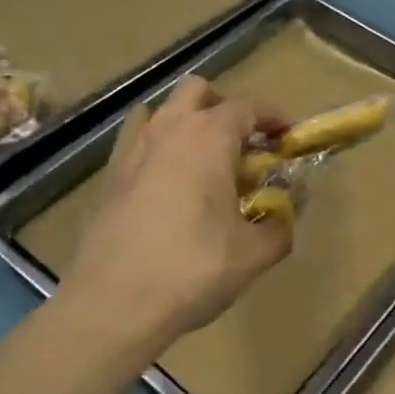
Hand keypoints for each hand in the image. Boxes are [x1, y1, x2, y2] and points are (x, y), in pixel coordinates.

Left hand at [62, 76, 291, 345]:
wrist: (115, 302)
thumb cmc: (193, 271)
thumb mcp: (252, 255)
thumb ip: (278, 228)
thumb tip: (285, 217)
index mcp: (209, 139)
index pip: (247, 107)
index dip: (272, 117)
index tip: (286, 135)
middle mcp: (168, 131)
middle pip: (197, 90)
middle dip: (224, 105)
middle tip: (241, 141)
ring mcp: (132, 150)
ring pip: (161, 111)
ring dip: (186, 122)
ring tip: (201, 161)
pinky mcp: (108, 176)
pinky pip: (135, 142)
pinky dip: (156, 148)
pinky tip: (164, 184)